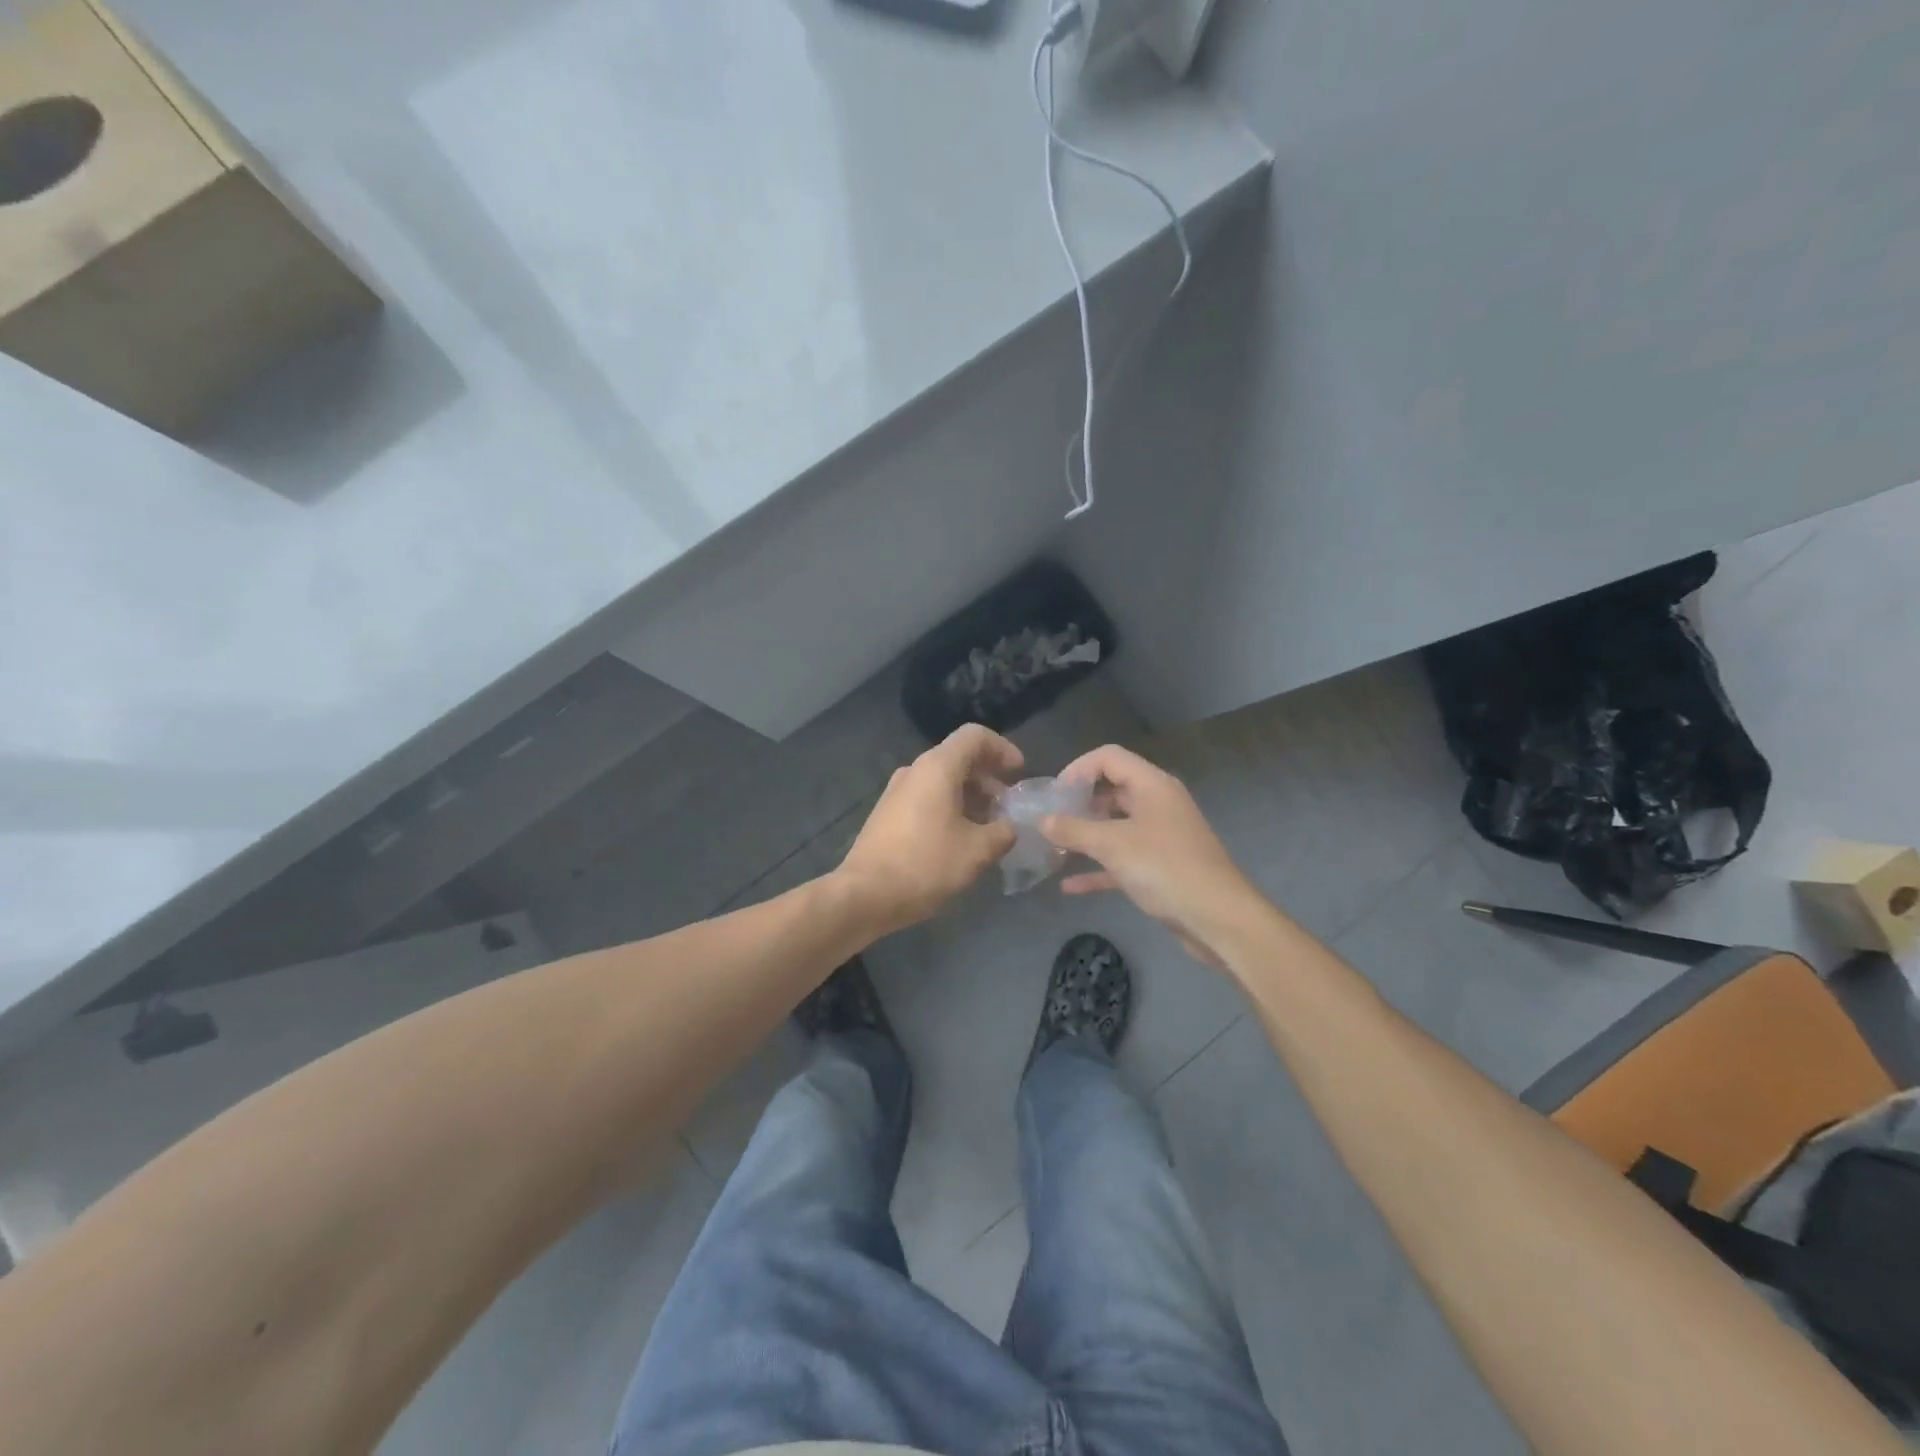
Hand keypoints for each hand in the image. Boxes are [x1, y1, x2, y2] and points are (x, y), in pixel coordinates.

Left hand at [837, 724, 1024, 934]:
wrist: (865, 895)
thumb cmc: (925, 864)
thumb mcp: (977, 851)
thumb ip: (1003, 833)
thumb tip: (1009, 828)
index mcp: (937, 768)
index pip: (974, 736)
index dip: (1002, 749)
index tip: (1018, 775)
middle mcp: (914, 771)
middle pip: (958, 757)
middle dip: (988, 778)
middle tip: (1007, 806)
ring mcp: (896, 792)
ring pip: (941, 780)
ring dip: (970, 796)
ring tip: (988, 827)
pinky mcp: (887, 814)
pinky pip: (926, 798)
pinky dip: (949, 808)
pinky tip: (960, 840)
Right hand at [1041, 745, 1266, 969]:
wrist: (1219, 919)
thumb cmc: (1165, 869)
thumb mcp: (1112, 845)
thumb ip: (1073, 829)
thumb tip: (1042, 820)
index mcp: (1152, 785)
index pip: (1109, 757)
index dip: (1078, 769)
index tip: (1054, 794)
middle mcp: (1158, 804)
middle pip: (1112, 790)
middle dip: (1079, 803)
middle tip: (1049, 821)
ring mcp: (1161, 836)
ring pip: (1116, 826)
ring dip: (1086, 835)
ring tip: (1054, 848)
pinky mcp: (1161, 868)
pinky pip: (1123, 859)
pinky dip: (1099, 868)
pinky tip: (1070, 886)